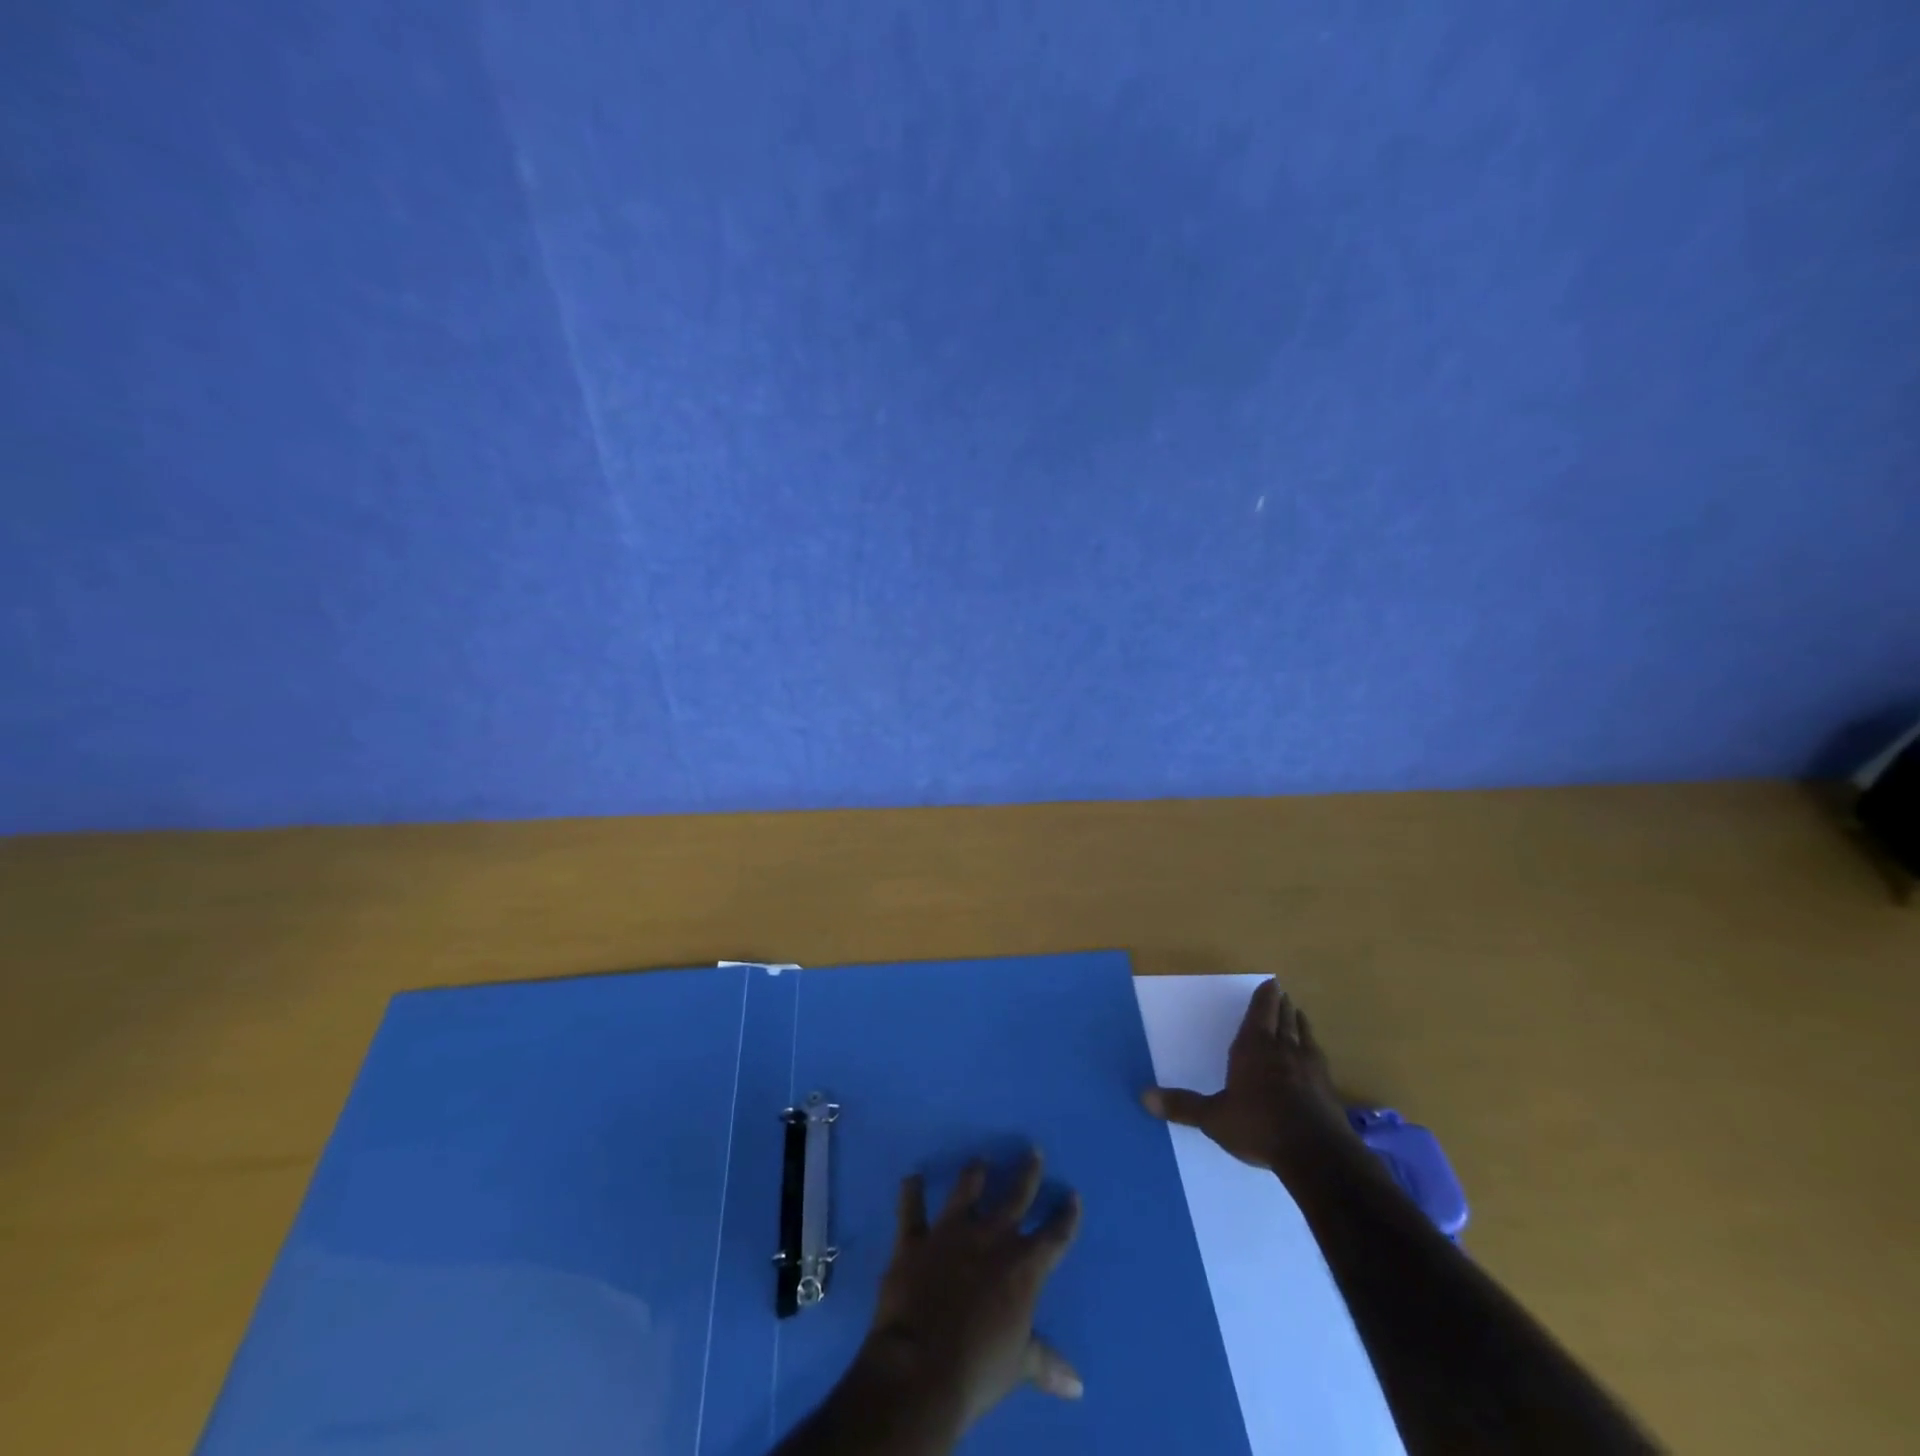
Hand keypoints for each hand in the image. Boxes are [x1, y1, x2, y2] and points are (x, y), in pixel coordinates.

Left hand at [854, 1151, 1082, 1441]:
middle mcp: (991, 1237)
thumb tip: (1077, 1385)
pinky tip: (912, 1178)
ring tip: (980, 1161)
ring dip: (974, 1173)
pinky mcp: (916, 1238)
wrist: (921, 1369)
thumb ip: (1045, 1363)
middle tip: (1033, 1152)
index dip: (1066, 1217)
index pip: (1054, 1236)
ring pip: (966, 1189)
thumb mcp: (1018, 1367)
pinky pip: (912, 1208)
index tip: (1073, 1196)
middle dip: (1028, 1173)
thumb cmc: (978, 1370)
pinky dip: (911, 1191)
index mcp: (1023, 1267)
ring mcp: (951, 1232)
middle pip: (1016, 1196)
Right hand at [1142, 979, 1359, 1180]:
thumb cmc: (1259, 1127)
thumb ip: (1183, 1106)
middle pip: (1284, 1019)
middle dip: (1282, 1005)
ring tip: (1299, 1014)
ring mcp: (1310, 1068)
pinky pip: (1319, 1058)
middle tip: (1282, 993)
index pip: (1260, 1014)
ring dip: (1300, 1022)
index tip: (1271, 983)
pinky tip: (1316, 1054)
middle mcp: (1283, 1050)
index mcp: (1253, 1048)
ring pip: (1304, 1034)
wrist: (1317, 1155)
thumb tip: (1144, 1097)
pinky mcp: (1328, 1089)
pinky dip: (1314, 1048)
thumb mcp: (1214, 1118)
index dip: (1265, 998)